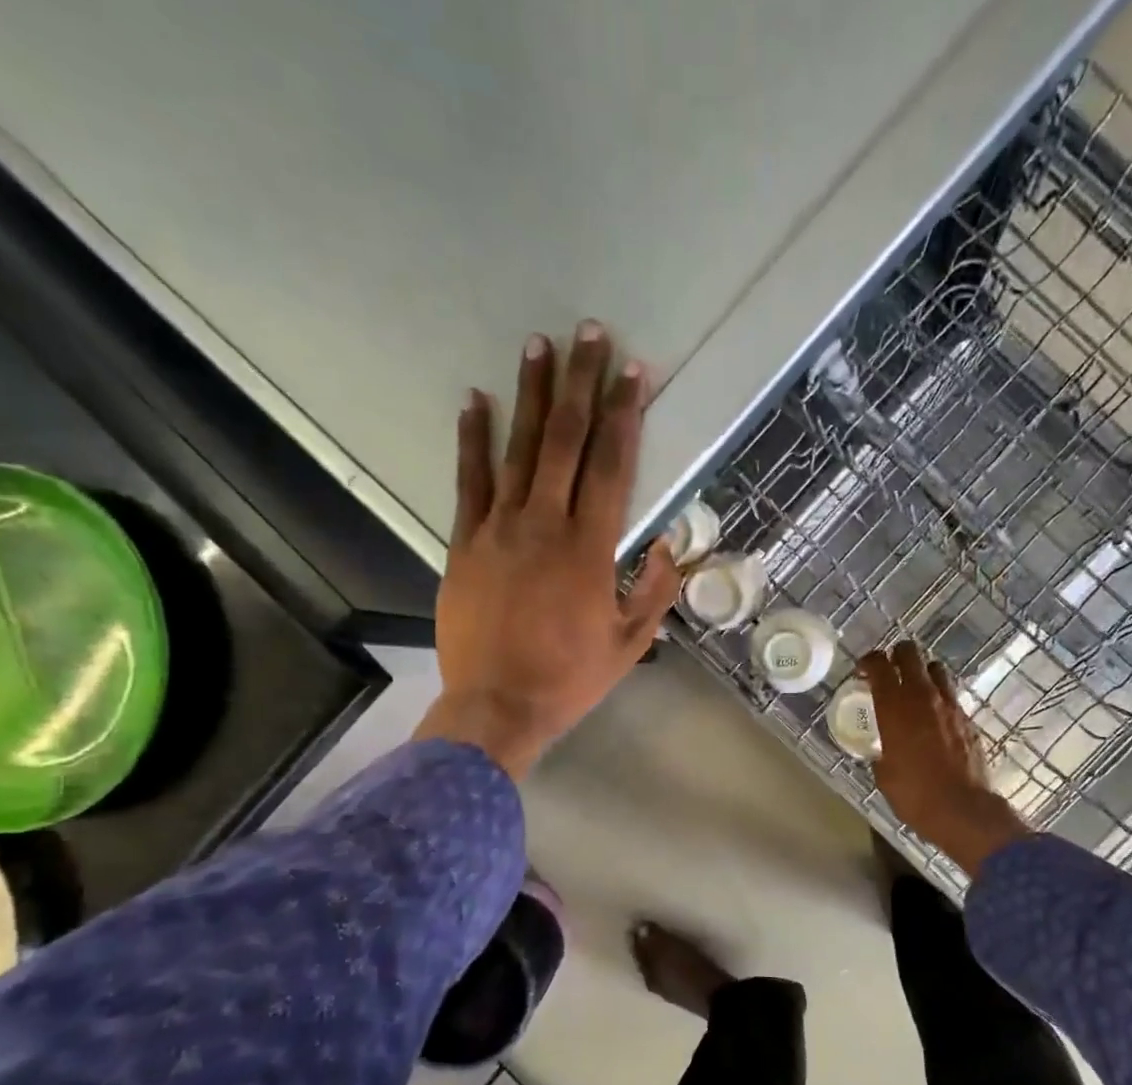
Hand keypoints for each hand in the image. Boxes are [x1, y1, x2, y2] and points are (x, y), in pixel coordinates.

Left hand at [418, 323, 681, 778]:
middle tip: (589, 332)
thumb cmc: (570, 678)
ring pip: (518, 449)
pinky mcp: (465, 542)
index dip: (624, 415)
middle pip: (565, 441)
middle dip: (581, 383)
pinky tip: (476, 401)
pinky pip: (469, 481)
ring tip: (539, 346)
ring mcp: (499, 529)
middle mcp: (545, 524)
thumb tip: (665, 545)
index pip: (612, 466)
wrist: (498, 706)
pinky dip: (473, 439)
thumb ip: (652, 591)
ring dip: (531, 395)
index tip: (633, 372)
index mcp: (590, 549)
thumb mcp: (630, 644)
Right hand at [861, 641, 1029, 876]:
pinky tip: (935, 718)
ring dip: (922, 673)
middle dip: (897, 656)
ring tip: (915, 690)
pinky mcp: (968, 719)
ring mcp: (949, 705)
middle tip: (889, 671)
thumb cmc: (914, 794)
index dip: (869, 661)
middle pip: (910, 654)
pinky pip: (951, 696)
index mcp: (894, 707)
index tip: (863, 670)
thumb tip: (884, 751)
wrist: (962, 809)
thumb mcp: (884, 774)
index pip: (879, 665)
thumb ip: (881, 752)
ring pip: (936, 669)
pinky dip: (940, 699)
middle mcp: (922, 697)